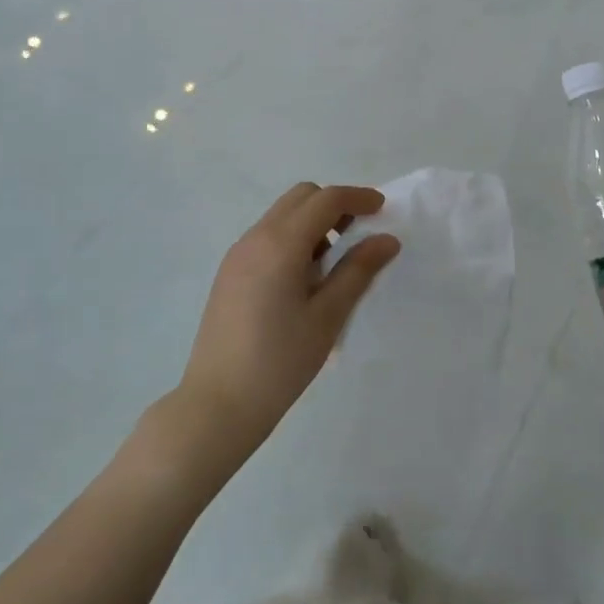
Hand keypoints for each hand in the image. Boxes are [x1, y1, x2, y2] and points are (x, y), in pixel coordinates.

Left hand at [173, 182, 400, 466]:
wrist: (217, 405)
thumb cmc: (279, 362)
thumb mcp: (327, 317)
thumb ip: (358, 271)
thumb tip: (386, 239)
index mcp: (280, 244)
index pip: (325, 200)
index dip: (357, 197)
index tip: (383, 209)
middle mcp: (256, 237)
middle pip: (301, 197)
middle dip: (334, 204)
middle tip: (360, 233)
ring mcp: (238, 254)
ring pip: (282, 215)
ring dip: (313, 222)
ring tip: (335, 261)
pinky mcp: (230, 272)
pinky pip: (268, 236)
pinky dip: (293, 239)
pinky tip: (305, 278)